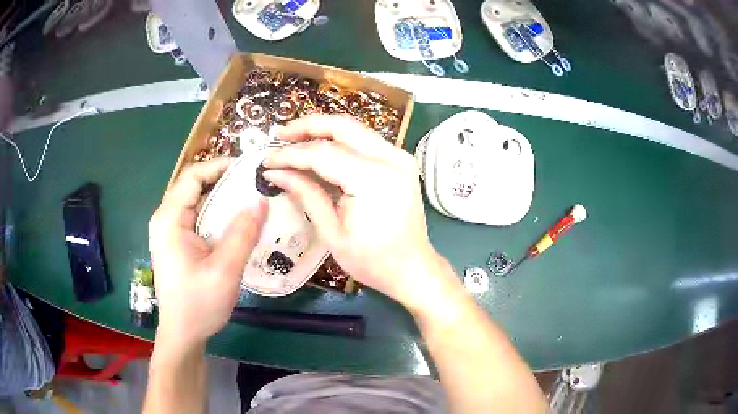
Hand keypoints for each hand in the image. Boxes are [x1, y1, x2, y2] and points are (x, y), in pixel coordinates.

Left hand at [149, 159, 266, 348]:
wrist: (182, 334)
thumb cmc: (198, 304)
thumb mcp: (224, 270)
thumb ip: (242, 234)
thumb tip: (261, 201)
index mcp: (170, 219)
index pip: (193, 176)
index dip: (220, 166)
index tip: (248, 169)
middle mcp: (165, 219)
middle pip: (194, 186)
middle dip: (224, 182)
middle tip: (255, 186)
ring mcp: (169, 232)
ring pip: (197, 203)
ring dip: (222, 200)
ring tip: (250, 202)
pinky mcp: (176, 243)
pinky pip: (197, 219)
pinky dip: (216, 216)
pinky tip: (235, 225)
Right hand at [263, 115, 453, 309]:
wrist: (412, 267)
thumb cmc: (372, 260)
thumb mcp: (332, 233)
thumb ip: (306, 195)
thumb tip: (275, 173)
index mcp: (374, 181)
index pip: (323, 154)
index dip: (291, 155)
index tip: (267, 161)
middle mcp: (391, 159)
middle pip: (342, 127)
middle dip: (307, 126)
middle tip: (280, 135)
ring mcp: (399, 157)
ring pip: (354, 129)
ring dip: (322, 130)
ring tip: (294, 139)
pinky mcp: (400, 161)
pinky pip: (364, 140)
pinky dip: (339, 140)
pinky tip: (319, 147)